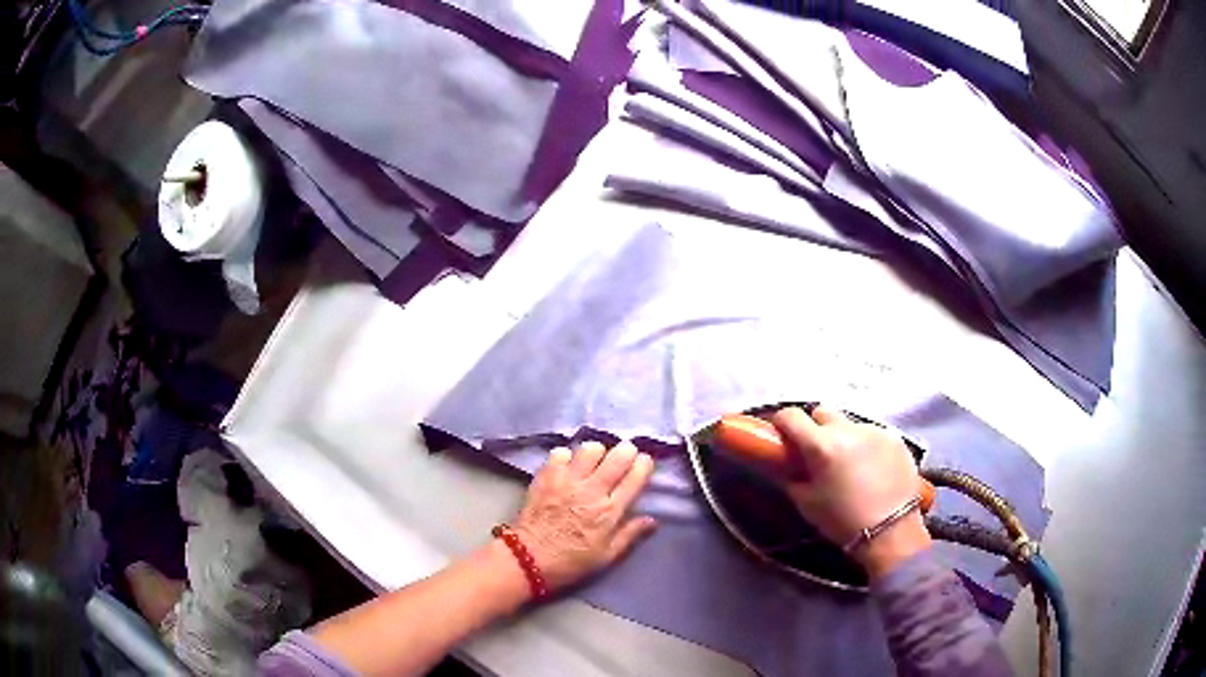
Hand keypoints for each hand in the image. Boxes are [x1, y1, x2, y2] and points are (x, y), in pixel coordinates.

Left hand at [510, 441, 656, 590]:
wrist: (528, 558)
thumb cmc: (571, 561)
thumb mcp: (607, 556)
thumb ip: (630, 534)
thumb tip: (653, 519)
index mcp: (610, 510)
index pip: (635, 476)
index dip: (644, 465)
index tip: (644, 463)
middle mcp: (591, 490)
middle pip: (617, 456)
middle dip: (626, 451)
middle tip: (624, 456)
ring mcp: (567, 479)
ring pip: (590, 448)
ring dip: (596, 453)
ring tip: (594, 462)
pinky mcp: (546, 475)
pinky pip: (561, 452)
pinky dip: (567, 457)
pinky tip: (568, 468)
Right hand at [771, 406, 930, 577]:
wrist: (890, 531)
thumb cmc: (842, 521)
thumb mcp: (807, 503)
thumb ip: (792, 478)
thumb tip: (786, 465)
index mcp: (821, 445)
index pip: (791, 416)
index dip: (782, 423)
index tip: (782, 435)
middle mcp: (847, 429)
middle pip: (823, 411)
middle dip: (815, 426)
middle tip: (817, 451)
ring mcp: (874, 430)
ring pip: (850, 424)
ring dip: (844, 437)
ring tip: (849, 463)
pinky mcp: (895, 437)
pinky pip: (873, 434)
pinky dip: (867, 445)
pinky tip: (872, 468)